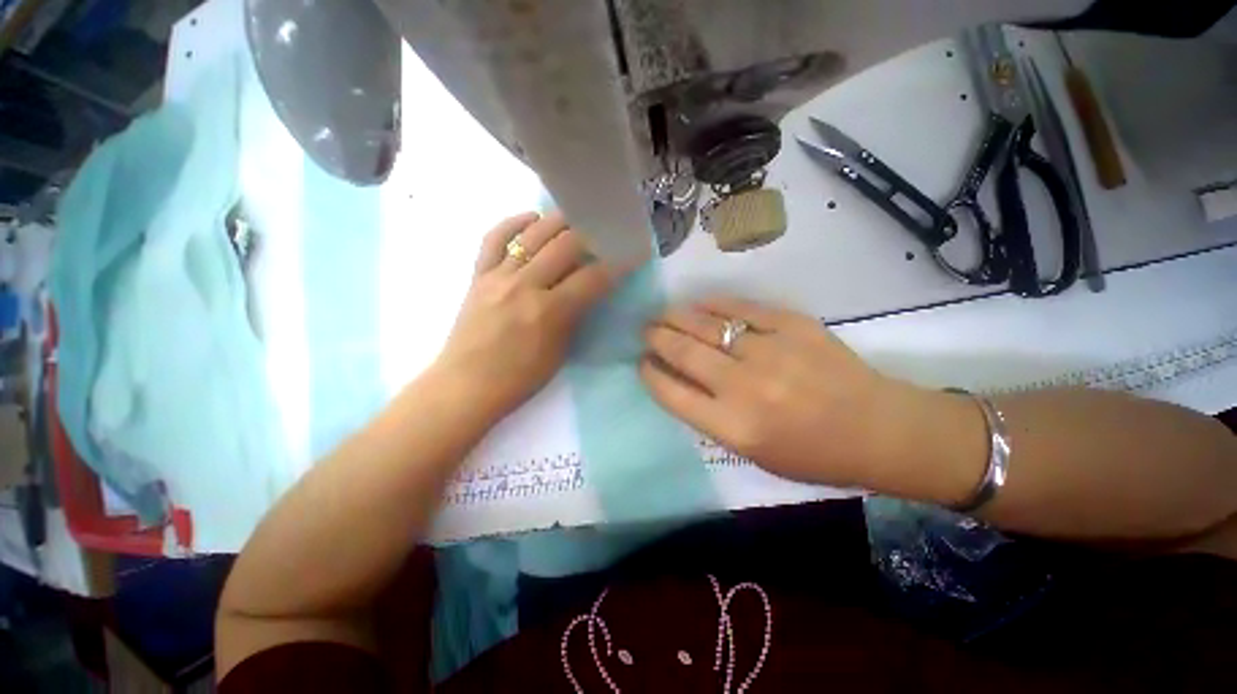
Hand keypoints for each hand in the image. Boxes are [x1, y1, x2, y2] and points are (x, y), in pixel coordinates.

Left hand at [434, 211, 619, 419]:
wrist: (466, 386)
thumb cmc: (519, 379)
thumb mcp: (559, 352)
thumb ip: (575, 316)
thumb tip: (588, 290)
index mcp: (549, 312)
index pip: (593, 278)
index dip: (618, 264)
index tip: (632, 253)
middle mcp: (525, 286)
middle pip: (565, 245)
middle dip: (592, 234)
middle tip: (605, 231)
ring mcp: (498, 276)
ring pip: (533, 234)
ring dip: (558, 221)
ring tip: (575, 217)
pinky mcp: (478, 275)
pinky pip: (494, 238)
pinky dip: (514, 223)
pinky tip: (531, 219)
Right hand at [640, 296, 941, 489]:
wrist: (879, 429)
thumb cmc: (812, 454)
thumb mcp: (752, 452)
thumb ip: (710, 417)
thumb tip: (678, 381)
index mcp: (734, 426)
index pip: (672, 393)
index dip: (650, 374)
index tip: (641, 363)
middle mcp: (745, 386)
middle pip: (683, 352)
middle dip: (655, 338)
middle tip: (645, 331)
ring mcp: (770, 350)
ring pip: (706, 325)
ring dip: (676, 317)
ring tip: (662, 314)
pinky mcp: (792, 325)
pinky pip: (741, 307)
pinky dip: (714, 304)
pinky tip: (700, 303)